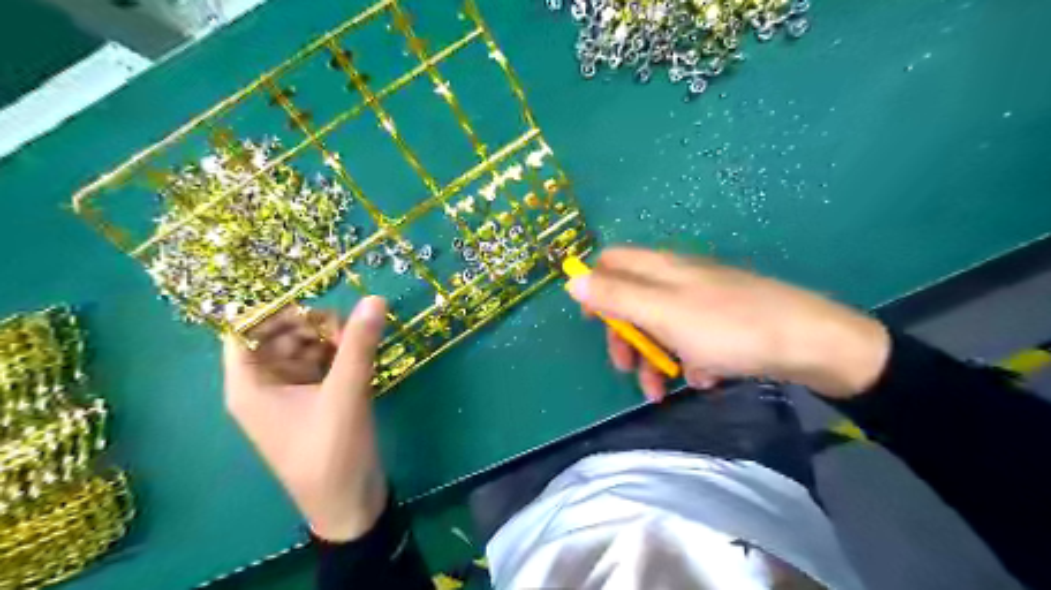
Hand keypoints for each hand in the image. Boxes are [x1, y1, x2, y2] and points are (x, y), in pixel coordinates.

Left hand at [222, 297, 388, 540]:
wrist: (349, 503)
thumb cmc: (332, 453)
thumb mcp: (345, 394)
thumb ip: (358, 345)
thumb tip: (374, 299)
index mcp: (250, 386)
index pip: (245, 331)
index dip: (275, 311)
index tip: (315, 303)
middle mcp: (265, 385)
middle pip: (279, 335)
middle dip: (311, 325)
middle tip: (347, 328)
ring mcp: (291, 392)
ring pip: (304, 347)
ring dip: (330, 338)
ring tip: (358, 341)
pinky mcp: (315, 399)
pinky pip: (321, 363)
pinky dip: (339, 354)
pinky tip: (361, 354)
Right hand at [566, 247, 884, 402]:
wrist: (811, 344)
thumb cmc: (728, 327)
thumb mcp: (663, 313)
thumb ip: (616, 296)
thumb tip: (572, 280)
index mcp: (660, 268)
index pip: (611, 262)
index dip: (595, 289)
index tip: (594, 324)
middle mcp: (677, 278)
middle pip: (632, 299)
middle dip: (625, 336)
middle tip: (627, 367)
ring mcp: (702, 300)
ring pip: (660, 325)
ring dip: (654, 358)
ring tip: (663, 391)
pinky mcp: (723, 322)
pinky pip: (691, 338)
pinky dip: (689, 359)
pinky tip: (705, 378)